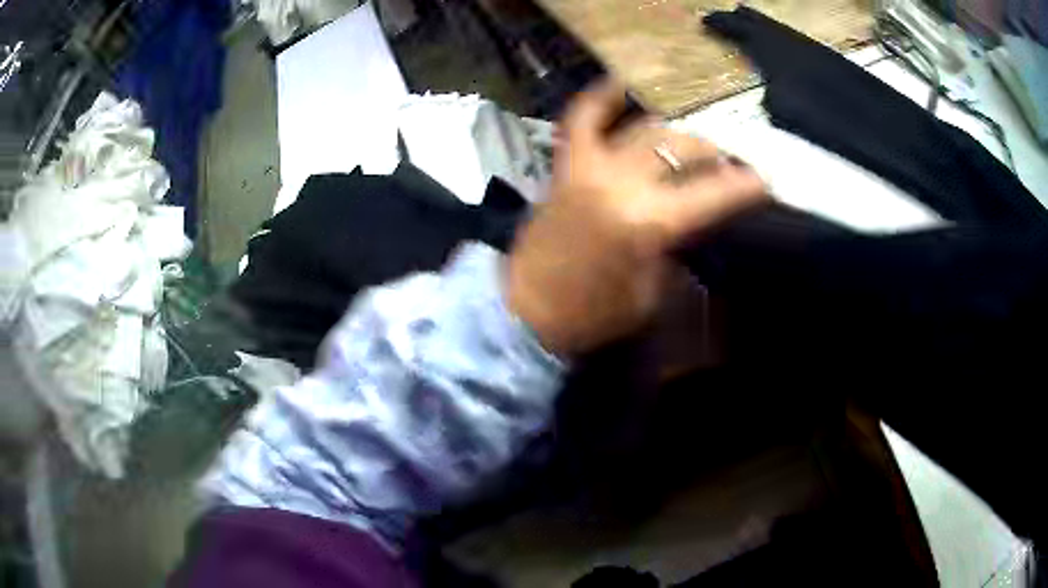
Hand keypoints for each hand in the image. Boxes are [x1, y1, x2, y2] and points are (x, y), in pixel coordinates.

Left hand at [506, 81, 767, 355]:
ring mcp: (589, 167)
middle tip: (727, 162)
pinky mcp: (565, 166)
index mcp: (647, 222)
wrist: (526, 313)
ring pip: (643, 127)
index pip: (712, 194)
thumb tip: (690, 217)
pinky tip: (622, 83)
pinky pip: (580, 120)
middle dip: (713, 152)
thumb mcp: (651, 291)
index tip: (765, 179)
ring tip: (691, 134)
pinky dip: (601, 98)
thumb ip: (675, 246)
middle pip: (681, 148)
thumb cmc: (593, 315)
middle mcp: (621, 182)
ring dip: (675, 126)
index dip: (745, 185)